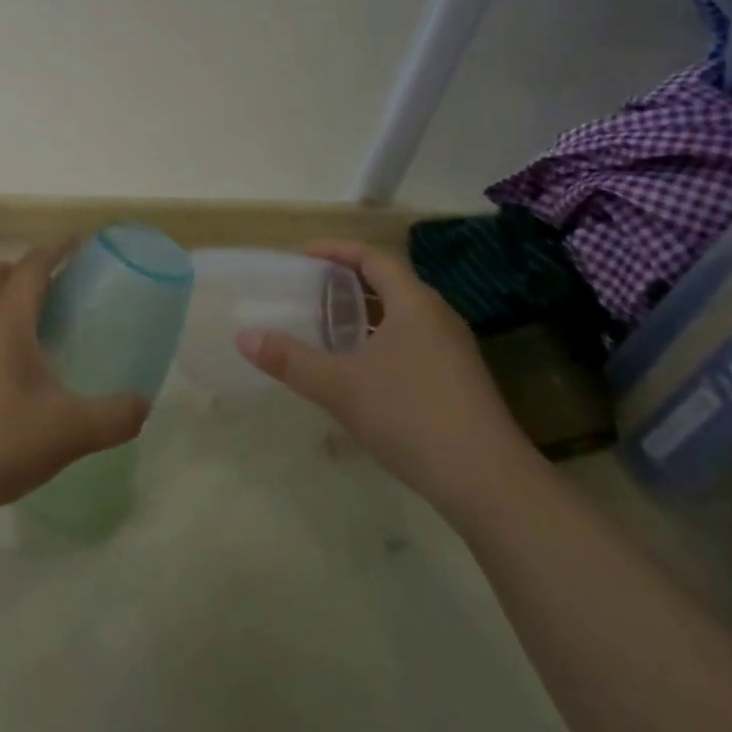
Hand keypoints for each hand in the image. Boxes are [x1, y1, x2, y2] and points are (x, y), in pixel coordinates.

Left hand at [0, 241, 148, 527]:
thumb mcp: (68, 432)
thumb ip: (113, 416)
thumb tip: (143, 405)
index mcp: (6, 321)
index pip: (31, 266)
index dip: (56, 250)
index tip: (79, 243)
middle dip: (22, 268)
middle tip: (55, 287)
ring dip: (4, 301)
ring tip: (38, 330)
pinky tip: (13, 373)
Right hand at [236, 240, 538, 527]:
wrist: (487, 481)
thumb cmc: (410, 415)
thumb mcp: (340, 386)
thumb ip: (290, 360)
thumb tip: (244, 337)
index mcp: (414, 303)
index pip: (373, 258)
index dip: (336, 251)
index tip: (303, 255)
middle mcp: (438, 316)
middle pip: (390, 283)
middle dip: (349, 282)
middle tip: (311, 290)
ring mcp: (454, 350)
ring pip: (404, 316)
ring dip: (368, 314)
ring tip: (331, 327)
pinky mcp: (459, 381)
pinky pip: (414, 342)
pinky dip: (383, 341)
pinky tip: (363, 371)